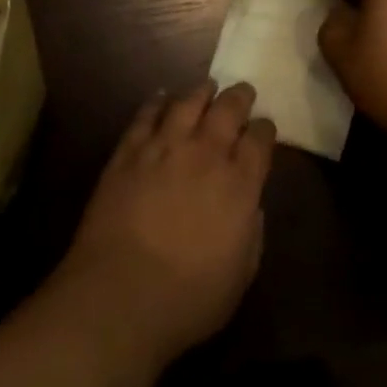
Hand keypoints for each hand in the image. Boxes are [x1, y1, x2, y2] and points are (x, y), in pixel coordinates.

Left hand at [57, 82, 274, 367]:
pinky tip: (161, 98)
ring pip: (188, 103)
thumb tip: (250, 205)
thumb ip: (251, 232)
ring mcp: (164, 147)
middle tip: (243, 92)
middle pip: (228, 109)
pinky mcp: (129, 151)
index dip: (265, 130)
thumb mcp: (240, 276)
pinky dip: (156, 102)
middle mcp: (206, 154)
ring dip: (201, 92)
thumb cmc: (188, 299)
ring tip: (207, 87)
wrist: (120, 295)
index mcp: (239, 184)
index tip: (265, 128)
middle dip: (239, 97)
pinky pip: (146, 115)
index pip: (260, 140)